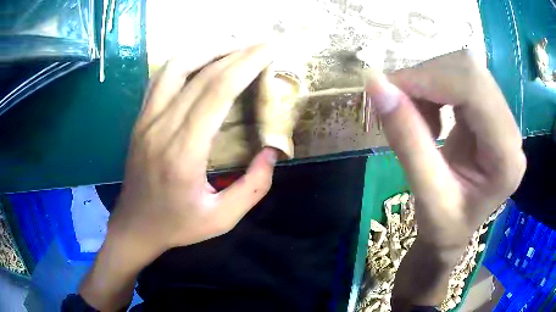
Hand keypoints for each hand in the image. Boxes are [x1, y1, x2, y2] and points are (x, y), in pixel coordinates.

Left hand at [112, 44, 277, 252]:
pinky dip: (185, 61)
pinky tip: (201, 61)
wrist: (135, 225)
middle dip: (236, 52)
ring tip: (234, 47)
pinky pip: (162, 78)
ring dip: (208, 49)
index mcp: (183, 153)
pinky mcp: (141, 119)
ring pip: (176, 66)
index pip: (217, 92)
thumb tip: (272, 152)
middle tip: (262, 44)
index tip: (269, 50)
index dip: (246, 65)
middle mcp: (161, 127)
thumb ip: (253, 187)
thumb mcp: (222, 219)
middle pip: (201, 73)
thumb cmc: (176, 225)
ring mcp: (146, 119)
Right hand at [366, 50, 525, 307]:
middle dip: (427, 77)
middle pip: (470, 71)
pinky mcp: (491, 111)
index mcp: (506, 157)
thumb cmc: (444, 227)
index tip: (389, 87)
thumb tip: (375, 85)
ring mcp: (503, 118)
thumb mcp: (426, 194)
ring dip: (430, 82)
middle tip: (397, 100)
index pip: (475, 90)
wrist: (456, 230)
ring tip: (415, 115)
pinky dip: (435, 87)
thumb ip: (406, 140)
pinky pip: (461, 79)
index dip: (430, 78)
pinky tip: (429, 113)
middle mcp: (511, 130)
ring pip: (464, 69)